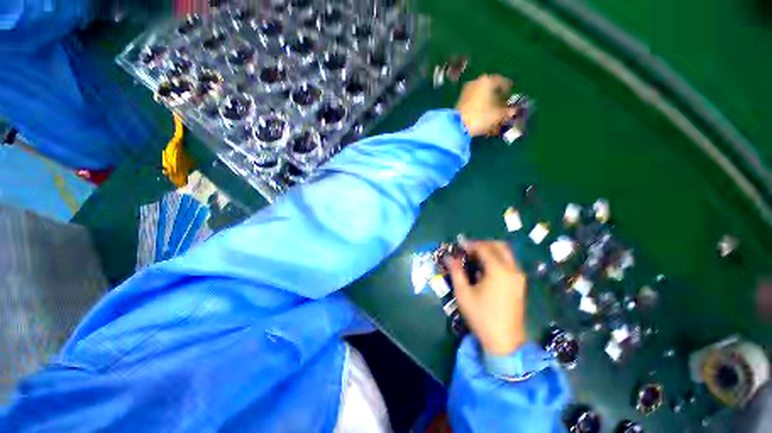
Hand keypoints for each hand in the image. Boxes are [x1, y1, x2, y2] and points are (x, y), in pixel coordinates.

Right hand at [444, 241, 527, 355]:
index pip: (484, 248)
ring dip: (491, 250)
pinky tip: (486, 268)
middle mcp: (512, 269)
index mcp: (498, 270)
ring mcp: (518, 276)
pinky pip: (509, 262)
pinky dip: (498, 258)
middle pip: (499, 245)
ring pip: (506, 253)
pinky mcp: (520, 283)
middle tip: (468, 250)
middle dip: (482, 244)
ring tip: (475, 257)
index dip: (470, 244)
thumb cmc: (481, 316)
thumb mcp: (463, 293)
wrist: (505, 341)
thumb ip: (456, 271)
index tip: (459, 246)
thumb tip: (448, 257)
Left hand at [455, 75, 517, 136]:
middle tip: (502, 105)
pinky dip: (479, 106)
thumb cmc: (481, 117)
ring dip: (488, 102)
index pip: (502, 81)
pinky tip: (482, 115)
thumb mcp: (498, 115)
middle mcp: (476, 82)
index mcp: (487, 80)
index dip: (508, 89)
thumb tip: (514, 111)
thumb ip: (508, 111)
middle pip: (490, 88)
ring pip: (481, 95)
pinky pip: (473, 101)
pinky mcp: (459, 101)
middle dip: (497, 97)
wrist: (457, 126)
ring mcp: (466, 91)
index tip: (511, 95)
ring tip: (492, 112)